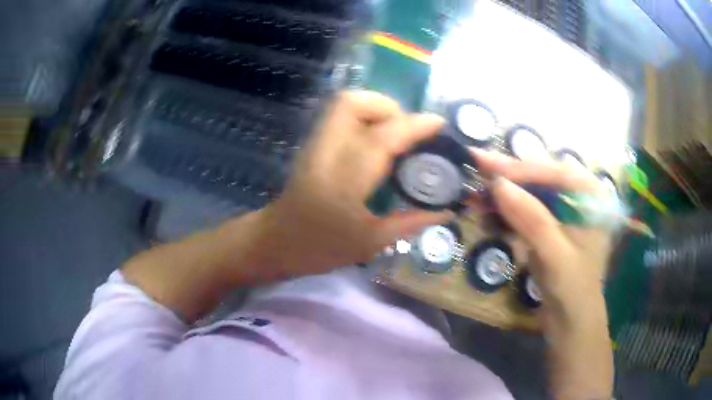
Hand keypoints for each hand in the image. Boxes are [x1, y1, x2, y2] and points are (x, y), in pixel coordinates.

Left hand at [261, 91, 451, 277]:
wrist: (277, 241)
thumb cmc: (321, 249)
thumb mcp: (371, 242)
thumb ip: (411, 221)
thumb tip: (447, 209)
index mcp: (343, 183)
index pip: (382, 139)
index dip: (414, 126)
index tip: (439, 124)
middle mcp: (327, 153)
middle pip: (354, 104)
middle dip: (390, 107)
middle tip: (409, 130)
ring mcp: (315, 143)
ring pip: (345, 103)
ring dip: (377, 108)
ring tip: (397, 132)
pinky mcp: (313, 142)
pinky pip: (341, 115)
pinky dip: (365, 116)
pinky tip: (378, 138)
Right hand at [471, 149, 613, 398]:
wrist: (571, 322)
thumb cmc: (573, 290)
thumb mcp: (556, 256)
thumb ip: (532, 218)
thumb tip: (498, 184)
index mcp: (591, 197)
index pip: (555, 172)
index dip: (521, 168)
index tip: (487, 165)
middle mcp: (579, 197)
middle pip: (542, 176)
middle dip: (510, 173)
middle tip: (476, 161)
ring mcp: (564, 211)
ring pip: (532, 190)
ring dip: (505, 187)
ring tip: (478, 180)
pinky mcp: (550, 225)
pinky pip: (527, 208)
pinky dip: (507, 206)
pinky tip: (489, 202)